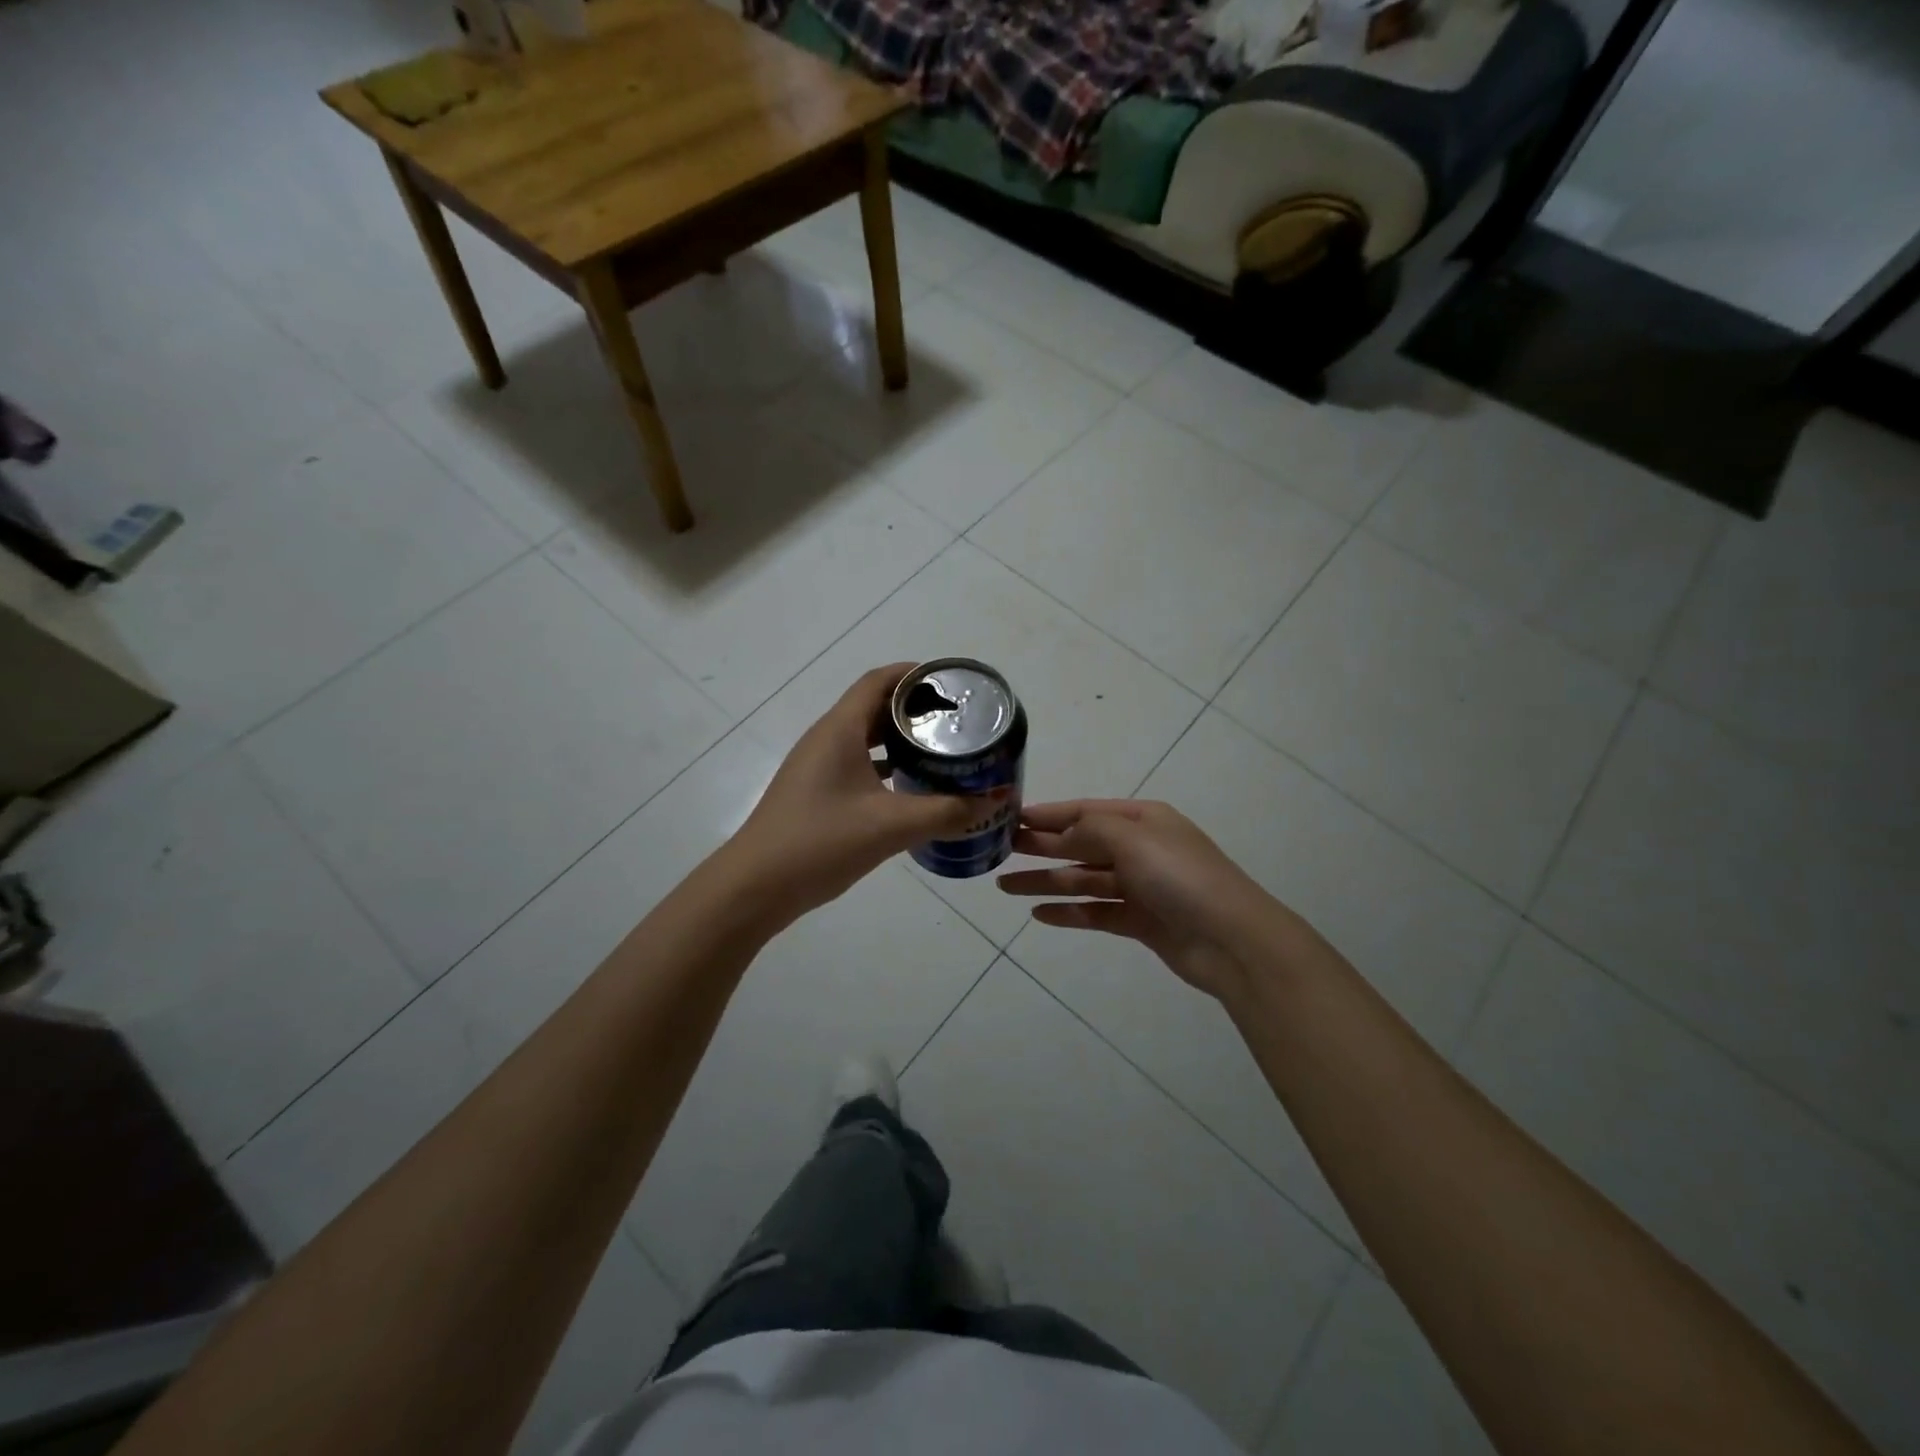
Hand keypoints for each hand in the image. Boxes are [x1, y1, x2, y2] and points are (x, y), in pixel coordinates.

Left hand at [731, 665, 974, 923]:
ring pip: (866, 739)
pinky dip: (886, 767)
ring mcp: (818, 767)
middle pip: (874, 707)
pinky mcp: (816, 793)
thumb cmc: (821, 842)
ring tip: (942, 751)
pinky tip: (912, 788)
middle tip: (958, 721)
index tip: (951, 683)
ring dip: (901, 740)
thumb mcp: (891, 825)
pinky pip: (857, 765)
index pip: (878, 681)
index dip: (914, 674)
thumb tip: (997, 799)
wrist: (756, 887)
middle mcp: (827, 739)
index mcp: (840, 730)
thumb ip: (948, 811)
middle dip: (915, 710)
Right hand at [998, 800, 1275, 1000]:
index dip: (1048, 814)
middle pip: (1080, 844)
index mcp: (1142, 820)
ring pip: (1083, 880)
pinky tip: (1039, 914)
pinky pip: (1096, 912)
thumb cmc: (1180, 876)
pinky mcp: (1140, 921)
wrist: (1232, 940)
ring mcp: (1140, 886)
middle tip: (999, 849)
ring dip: (1046, 881)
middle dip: (1041, 846)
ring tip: (1006, 886)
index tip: (1011, 817)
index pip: (1085, 811)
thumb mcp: (1132, 839)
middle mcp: (1140, 849)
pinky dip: (1069, 912)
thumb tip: (1059, 833)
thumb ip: (1089, 831)